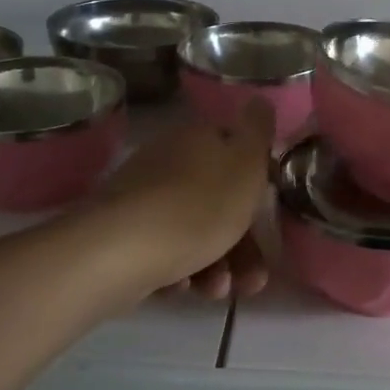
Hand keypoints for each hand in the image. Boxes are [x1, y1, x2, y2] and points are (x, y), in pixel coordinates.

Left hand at [91, 99, 275, 301]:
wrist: (121, 251)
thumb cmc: (198, 206)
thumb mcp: (245, 164)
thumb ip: (258, 131)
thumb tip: (260, 99)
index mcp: (199, 138)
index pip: (236, 150)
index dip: (257, 184)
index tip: (269, 216)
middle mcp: (169, 160)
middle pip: (218, 199)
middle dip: (242, 244)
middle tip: (253, 280)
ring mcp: (144, 197)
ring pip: (195, 230)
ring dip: (216, 264)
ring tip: (218, 291)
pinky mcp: (124, 233)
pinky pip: (165, 250)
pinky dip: (181, 269)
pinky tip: (183, 287)